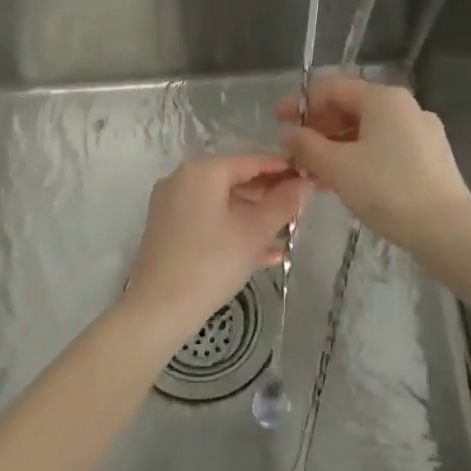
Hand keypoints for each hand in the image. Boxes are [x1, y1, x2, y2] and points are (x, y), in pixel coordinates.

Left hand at [121, 154, 311, 347]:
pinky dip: (235, 231)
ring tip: (290, 233)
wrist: (159, 309)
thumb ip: (283, 204)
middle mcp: (183, 180)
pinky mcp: (170, 231)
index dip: (284, 169)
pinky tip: (266, 254)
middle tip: (302, 211)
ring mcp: (173, 206)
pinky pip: (210, 221)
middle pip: (236, 180)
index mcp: (202, 171)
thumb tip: (306, 183)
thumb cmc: (211, 262)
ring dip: (256, 217)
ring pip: (224, 204)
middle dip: (270, 196)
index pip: (252, 161)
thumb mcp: (254, 232)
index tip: (311, 180)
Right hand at [278, 76, 470, 249]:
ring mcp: (422, 132)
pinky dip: (360, 157)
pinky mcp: (430, 157)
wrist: (447, 231)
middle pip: (351, 107)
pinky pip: (385, 147)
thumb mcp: (337, 167)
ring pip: (368, 130)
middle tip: (295, 151)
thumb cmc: (387, 190)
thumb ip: (307, 145)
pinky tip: (345, 182)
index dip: (300, 103)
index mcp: (383, 98)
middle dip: (319, 127)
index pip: (331, 87)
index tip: (278, 122)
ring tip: (314, 171)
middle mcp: (405, 106)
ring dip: (336, 145)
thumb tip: (288, 132)